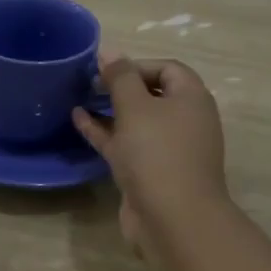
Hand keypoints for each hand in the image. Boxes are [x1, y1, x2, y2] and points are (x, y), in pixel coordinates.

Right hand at [73, 55, 231, 259]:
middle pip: (152, 94)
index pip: (168, 68)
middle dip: (121, 86)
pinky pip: (126, 144)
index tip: (107, 69)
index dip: (137, 64)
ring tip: (79, 98)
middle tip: (89, 82)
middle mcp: (185, 121)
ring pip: (137, 122)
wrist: (172, 218)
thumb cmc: (157, 153)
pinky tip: (78, 121)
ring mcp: (168, 150)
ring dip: (110, 110)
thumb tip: (110, 51)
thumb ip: (121, 77)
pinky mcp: (150, 173)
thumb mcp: (136, 107)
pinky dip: (105, 132)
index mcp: (191, 99)